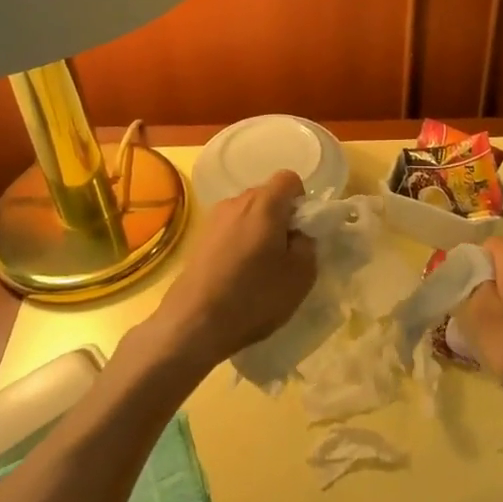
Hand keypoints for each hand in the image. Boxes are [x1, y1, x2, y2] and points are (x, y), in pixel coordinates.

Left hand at [150, 171, 317, 372]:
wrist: (194, 322)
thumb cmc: (254, 297)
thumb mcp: (300, 275)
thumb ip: (308, 244)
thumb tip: (299, 234)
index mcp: (265, 204)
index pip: (289, 179)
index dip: (301, 200)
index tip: (301, 231)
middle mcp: (237, 201)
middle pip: (267, 196)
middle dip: (280, 217)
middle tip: (284, 254)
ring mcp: (214, 218)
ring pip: (247, 213)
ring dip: (258, 231)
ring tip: (258, 268)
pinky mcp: (199, 237)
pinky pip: (230, 229)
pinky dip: (239, 242)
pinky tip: (236, 274)